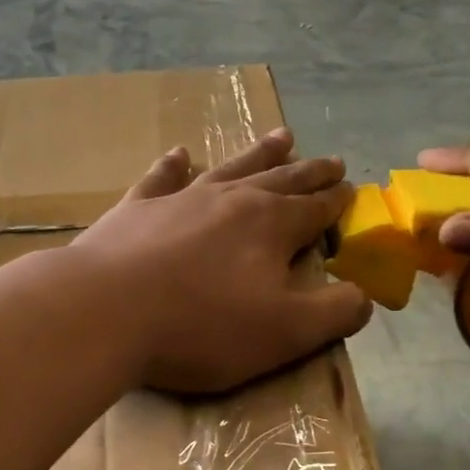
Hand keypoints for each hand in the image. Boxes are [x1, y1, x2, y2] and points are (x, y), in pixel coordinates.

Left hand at [72, 128, 372, 392]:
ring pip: (230, 168)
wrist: (104, 311)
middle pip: (281, 180)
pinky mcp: (136, 209)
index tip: (352, 191)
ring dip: (258, 154)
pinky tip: (180, 153)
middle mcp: (230, 200)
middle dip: (309, 173)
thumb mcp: (285, 333)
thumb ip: (334, 313)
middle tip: (331, 160)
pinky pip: (162, 178)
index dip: (337, 203)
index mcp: (271, 226)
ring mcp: (180, 199)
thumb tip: (364, 296)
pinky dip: (173, 165)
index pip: (316, 210)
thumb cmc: (200, 327)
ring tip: (282, 136)